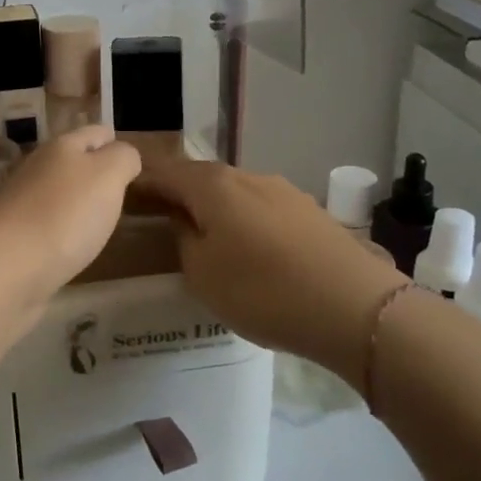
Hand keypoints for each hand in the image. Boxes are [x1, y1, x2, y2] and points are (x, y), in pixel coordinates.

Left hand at [0, 126, 142, 307]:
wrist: (5, 268)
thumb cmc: (64, 214)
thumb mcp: (107, 176)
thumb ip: (123, 159)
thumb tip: (123, 155)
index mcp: (61, 147)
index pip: (95, 133)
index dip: (116, 141)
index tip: (135, 162)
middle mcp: (38, 170)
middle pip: (72, 162)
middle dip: (96, 171)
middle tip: (124, 190)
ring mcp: (22, 205)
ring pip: (59, 194)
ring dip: (78, 202)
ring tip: (103, 217)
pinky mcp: (15, 240)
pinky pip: (48, 226)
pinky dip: (64, 231)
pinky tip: (75, 245)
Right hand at [133, 158, 409, 389]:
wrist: (356, 308)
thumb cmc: (263, 290)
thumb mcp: (202, 274)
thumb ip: (183, 239)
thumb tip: (183, 219)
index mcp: (213, 185)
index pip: (164, 173)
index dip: (141, 182)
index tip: (123, 196)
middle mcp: (247, 176)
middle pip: (201, 179)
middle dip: (179, 194)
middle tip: (160, 219)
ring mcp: (284, 191)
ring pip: (235, 194)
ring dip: (216, 209)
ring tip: (207, 238)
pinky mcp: (311, 212)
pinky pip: (263, 210)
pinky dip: (246, 222)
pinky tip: (252, 250)